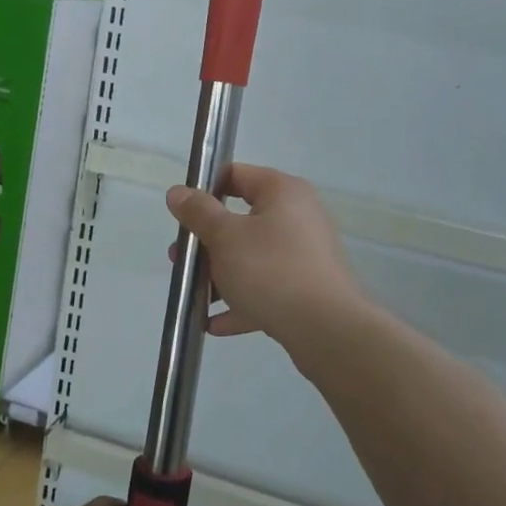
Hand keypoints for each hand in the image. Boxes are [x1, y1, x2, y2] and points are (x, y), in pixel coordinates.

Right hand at [166, 164, 369, 351]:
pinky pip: (267, 288)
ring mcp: (306, 255)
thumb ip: (199, 213)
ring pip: (253, 257)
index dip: (205, 189)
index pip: (237, 175)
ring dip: (221, 274)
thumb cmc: (271, 270)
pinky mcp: (308, 289)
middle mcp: (299, 217)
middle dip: (207, 242)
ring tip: (193, 294)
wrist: (326, 329)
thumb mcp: (225, 237)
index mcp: (283, 192)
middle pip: (242, 220)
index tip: (182, 214)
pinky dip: (242, 301)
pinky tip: (214, 323)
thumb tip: (178, 192)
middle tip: (181, 259)